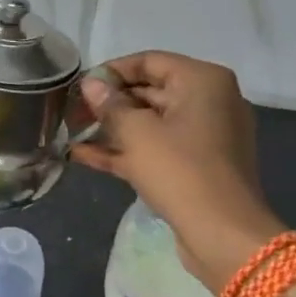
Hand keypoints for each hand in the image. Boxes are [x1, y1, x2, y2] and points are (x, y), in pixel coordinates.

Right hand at [71, 52, 282, 293]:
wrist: (224, 235)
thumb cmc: (180, 170)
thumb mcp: (137, 133)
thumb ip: (110, 105)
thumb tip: (90, 85)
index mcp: (202, 81)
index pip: (149, 61)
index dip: (110, 71)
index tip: (79, 86)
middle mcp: (209, 101)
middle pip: (149, 91)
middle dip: (108, 102)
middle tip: (71, 111)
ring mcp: (204, 136)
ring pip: (150, 123)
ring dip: (112, 129)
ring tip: (72, 132)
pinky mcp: (196, 166)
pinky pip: (156, 149)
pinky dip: (125, 151)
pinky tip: (83, 156)